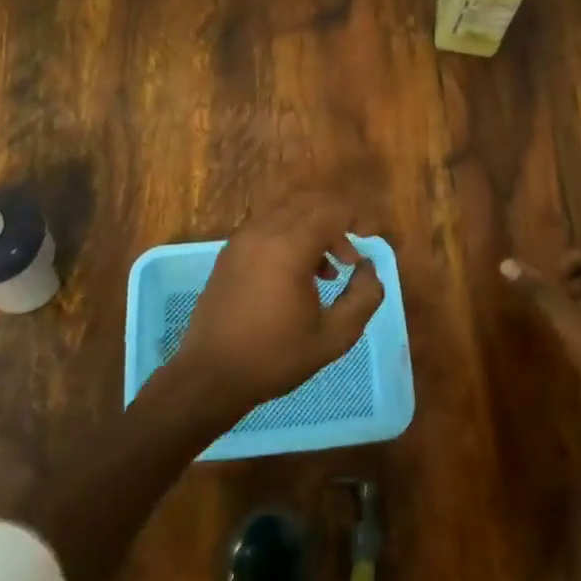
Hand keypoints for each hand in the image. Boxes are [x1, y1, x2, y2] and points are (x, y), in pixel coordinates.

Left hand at [170, 192, 384, 422]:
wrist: (211, 375)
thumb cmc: (275, 358)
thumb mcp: (334, 337)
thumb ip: (363, 297)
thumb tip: (367, 268)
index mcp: (289, 248)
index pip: (330, 211)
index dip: (356, 218)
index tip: (368, 241)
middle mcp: (263, 233)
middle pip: (308, 204)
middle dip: (335, 223)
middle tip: (349, 260)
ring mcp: (241, 240)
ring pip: (286, 213)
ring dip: (311, 230)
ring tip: (326, 272)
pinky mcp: (229, 253)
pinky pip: (266, 228)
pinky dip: (289, 237)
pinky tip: (296, 275)